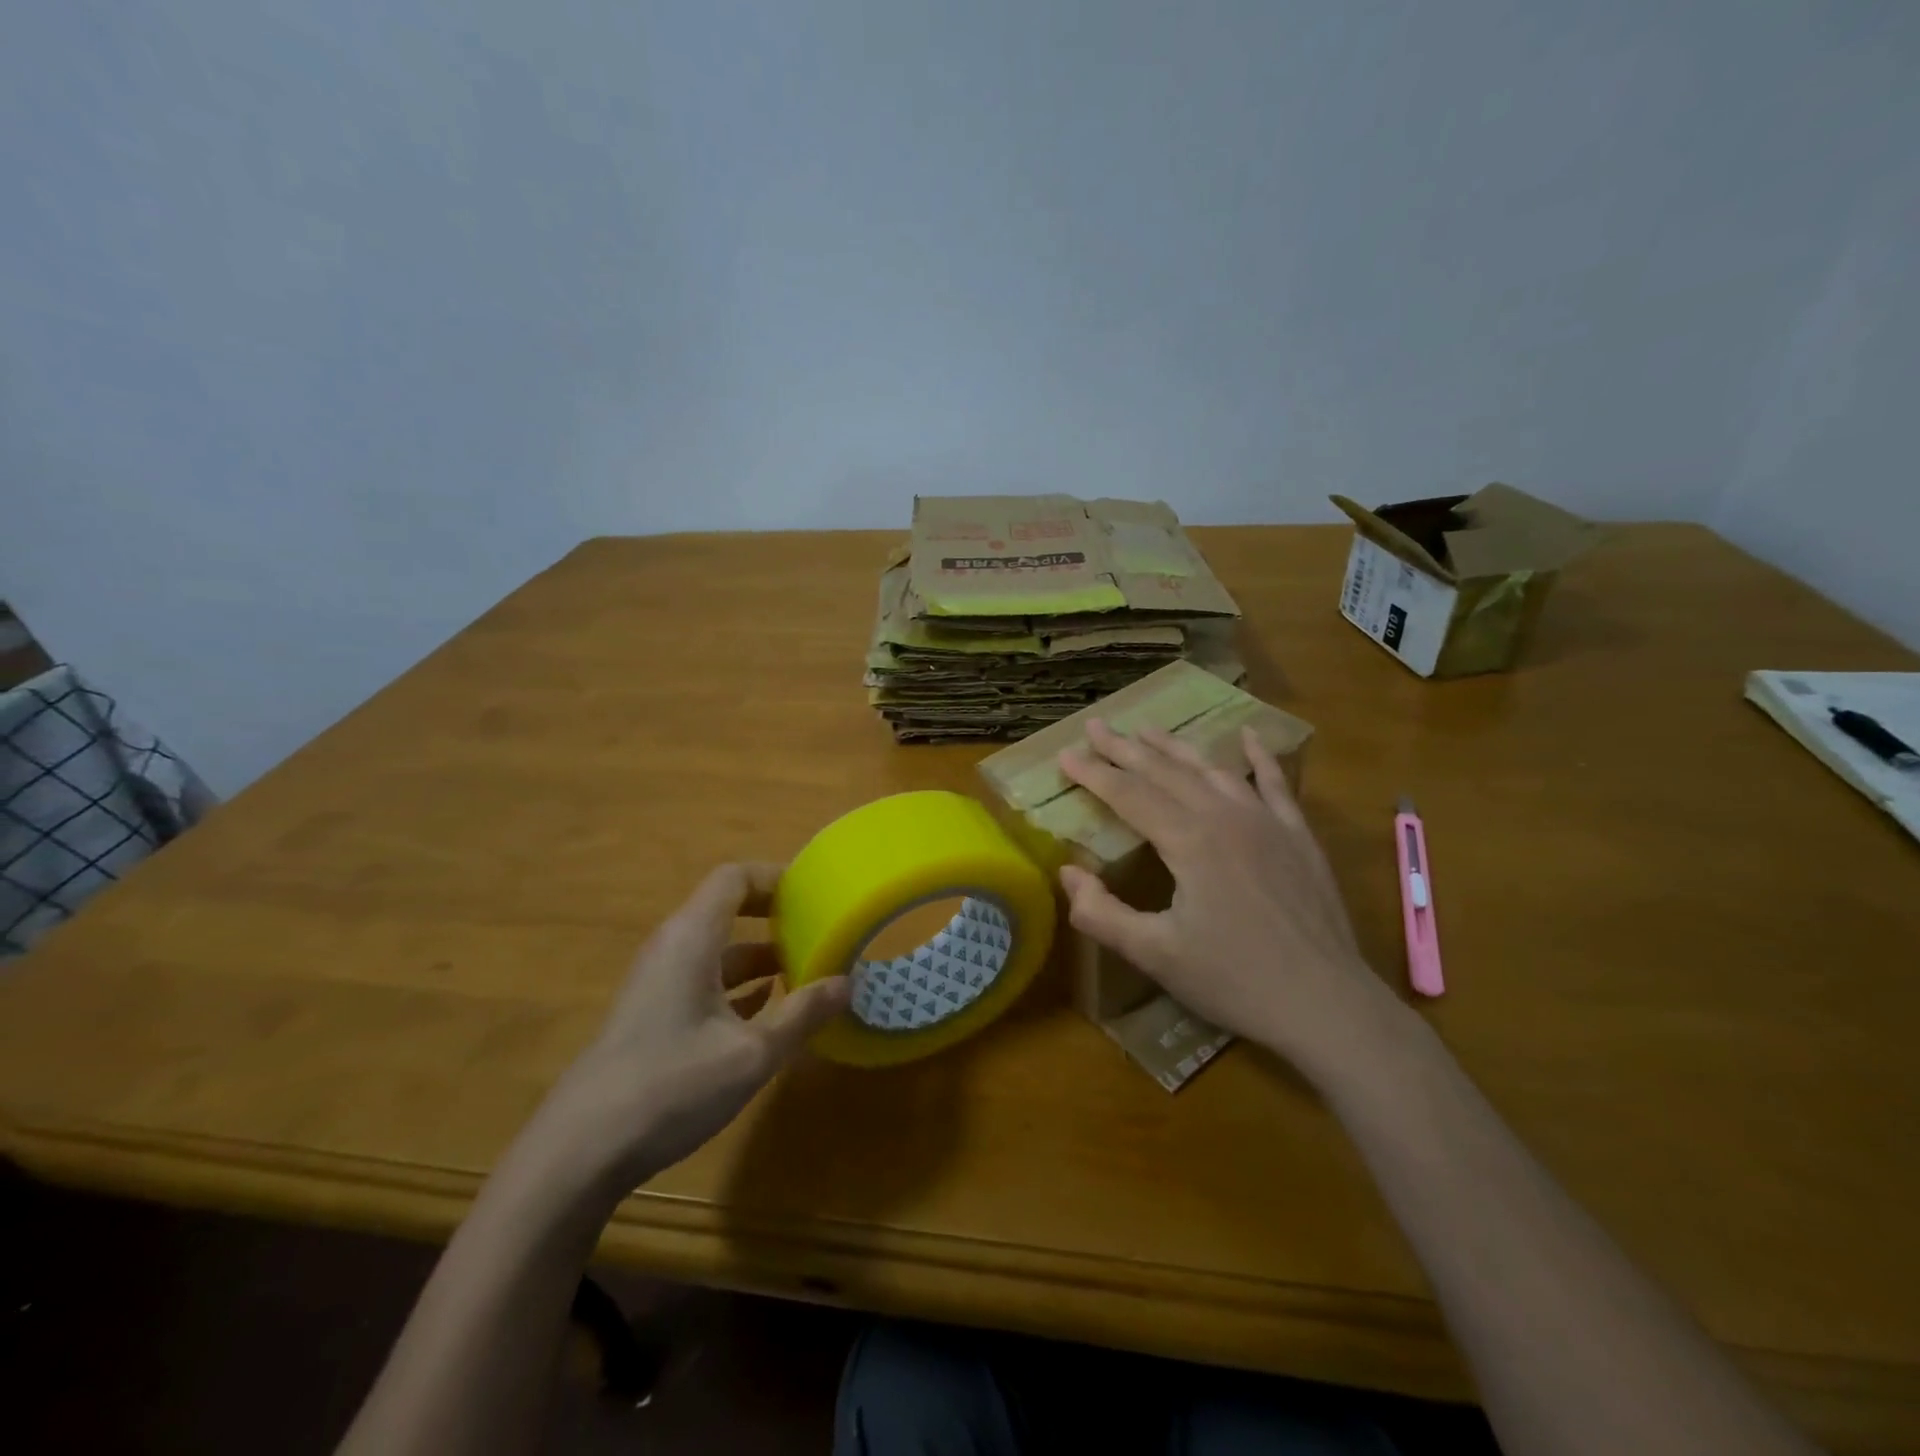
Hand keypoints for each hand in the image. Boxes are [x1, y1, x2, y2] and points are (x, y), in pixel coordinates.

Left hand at [542, 863, 849, 1193]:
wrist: (579, 1151)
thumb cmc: (671, 1086)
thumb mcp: (751, 1053)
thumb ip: (802, 1014)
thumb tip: (846, 982)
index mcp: (692, 938)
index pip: (734, 878)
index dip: (776, 878)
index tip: (815, 894)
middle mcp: (672, 949)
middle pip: (727, 910)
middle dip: (775, 918)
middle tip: (820, 931)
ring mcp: (658, 983)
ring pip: (718, 951)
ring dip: (761, 957)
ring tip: (807, 973)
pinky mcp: (652, 1016)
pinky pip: (704, 981)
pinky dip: (739, 985)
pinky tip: (769, 1011)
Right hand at [1058, 721, 1406, 1088]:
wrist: (1326, 1003)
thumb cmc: (1234, 980)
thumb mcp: (1155, 955)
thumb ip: (1101, 913)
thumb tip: (1067, 873)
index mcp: (1189, 840)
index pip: (1128, 794)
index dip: (1093, 774)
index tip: (1064, 755)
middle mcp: (1226, 816)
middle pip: (1165, 771)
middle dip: (1125, 748)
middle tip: (1095, 724)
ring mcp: (1267, 821)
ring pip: (1211, 770)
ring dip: (1175, 747)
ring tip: (1147, 728)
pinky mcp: (1297, 836)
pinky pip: (1274, 783)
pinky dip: (1258, 756)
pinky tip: (1248, 736)